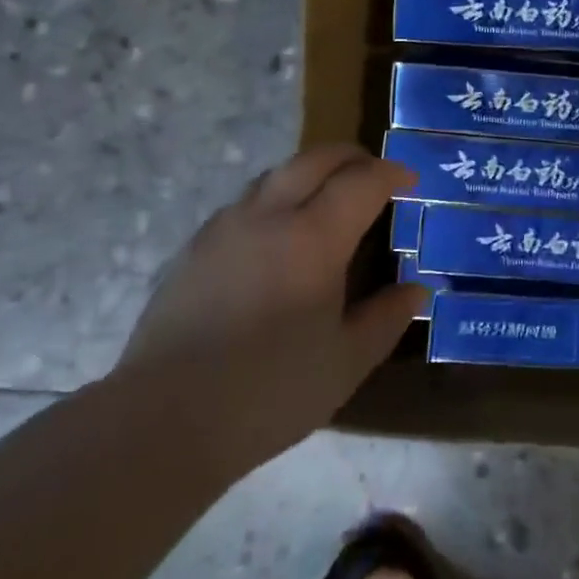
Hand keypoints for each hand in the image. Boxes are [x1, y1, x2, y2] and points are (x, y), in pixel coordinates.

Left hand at [115, 146, 424, 472]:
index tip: (410, 180)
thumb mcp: (347, 361)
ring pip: (274, 175)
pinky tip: (277, 237)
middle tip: (374, 173)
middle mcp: (268, 216)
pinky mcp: (193, 250)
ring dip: (310, 173)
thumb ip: (386, 318)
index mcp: (314, 237)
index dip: (392, 173)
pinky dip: (275, 199)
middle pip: (315, 159)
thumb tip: (415, 290)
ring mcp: (224, 229)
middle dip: (352, 157)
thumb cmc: (270, 391)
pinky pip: (245, 203)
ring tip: (328, 199)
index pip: (362, 181)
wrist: (163, 420)